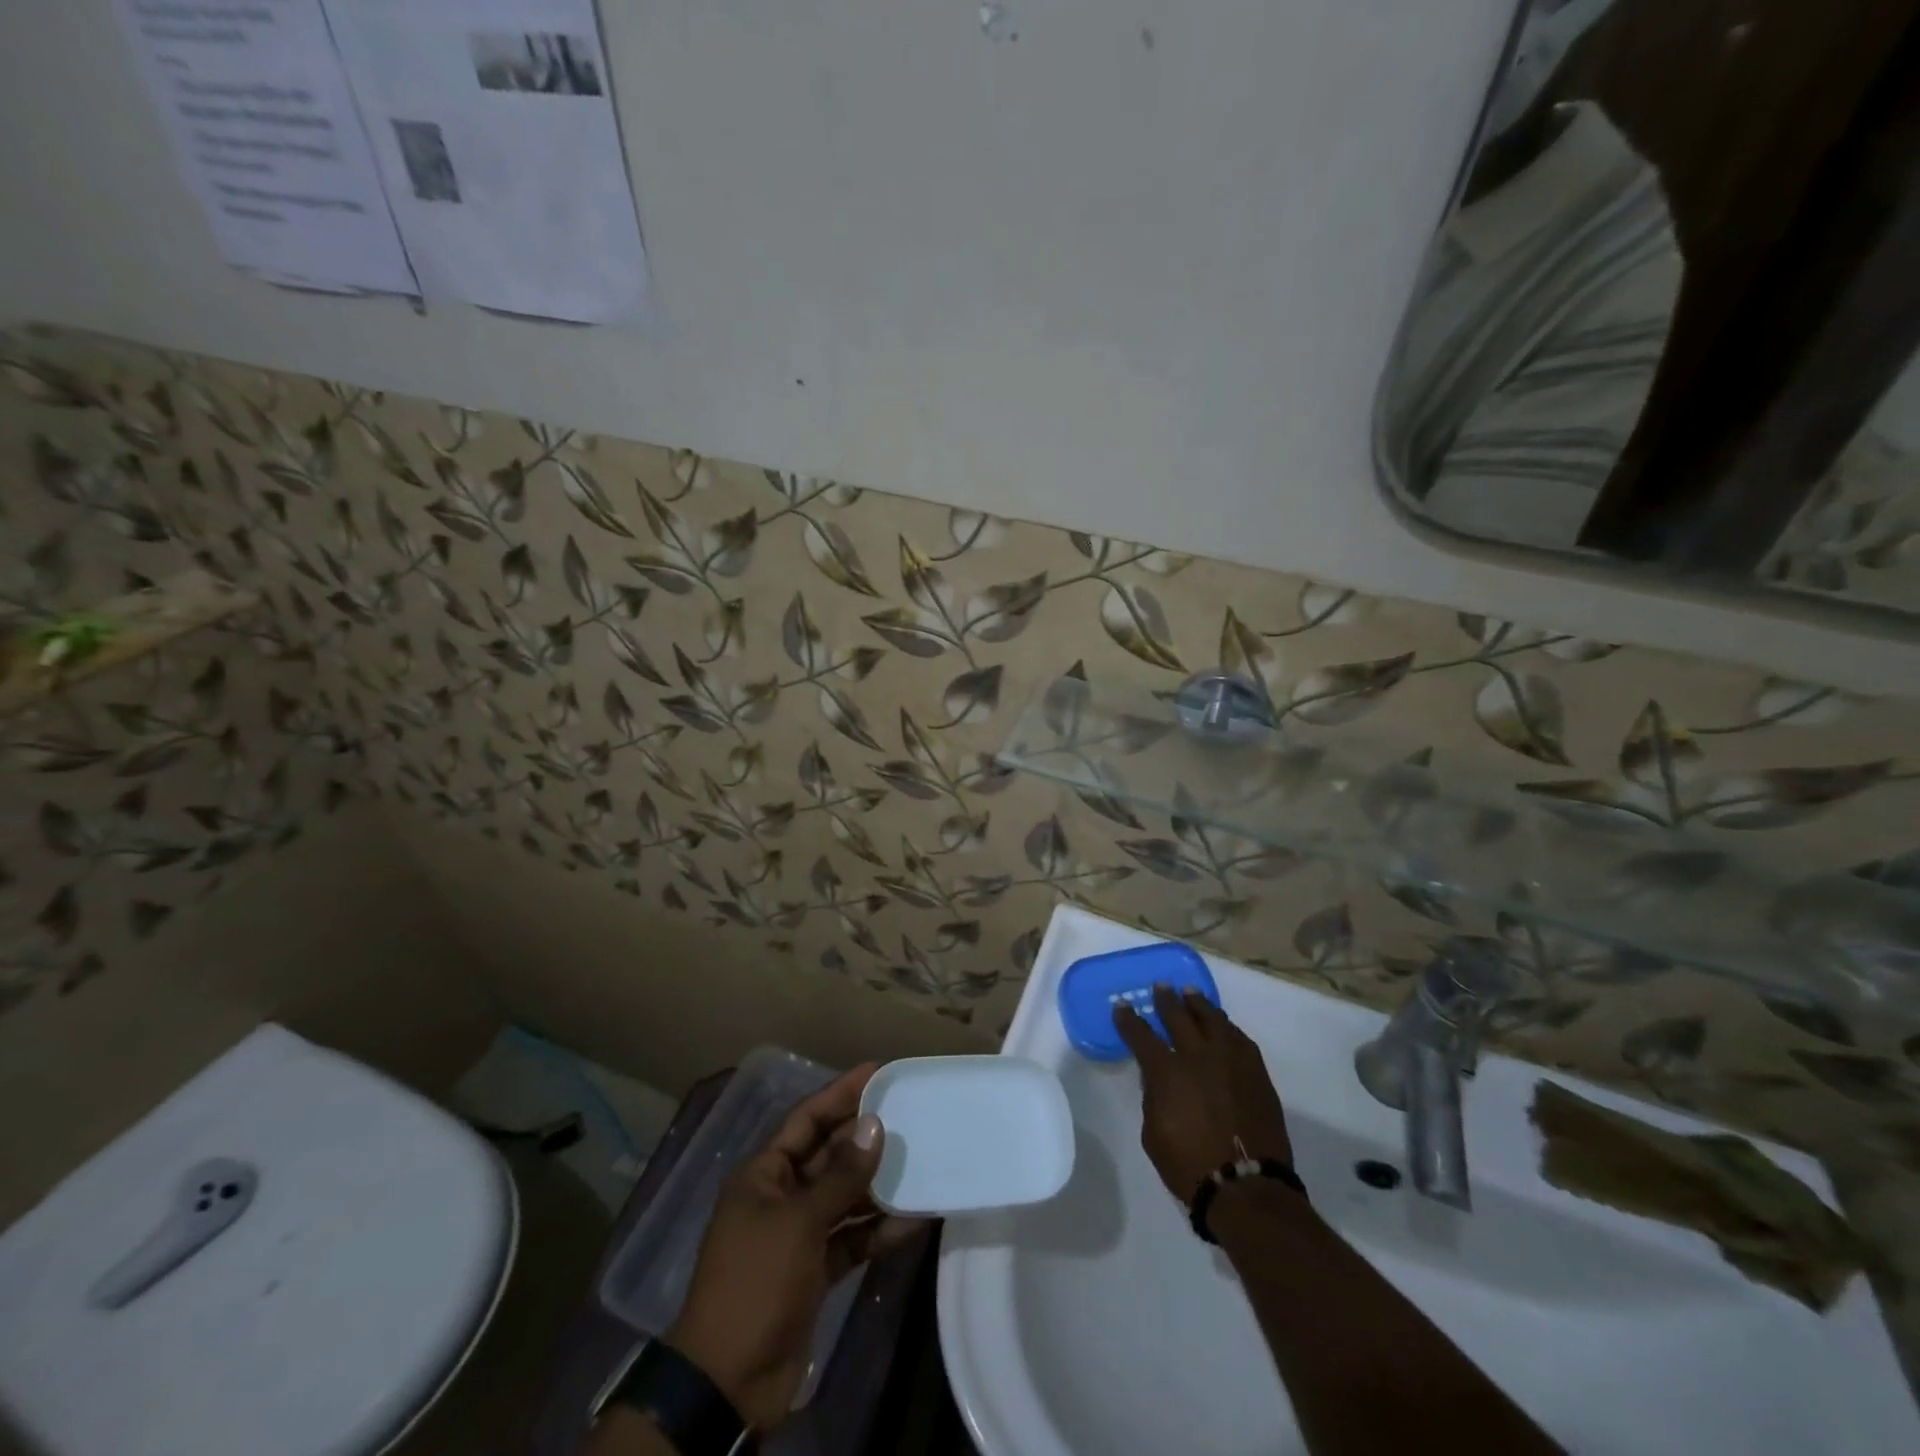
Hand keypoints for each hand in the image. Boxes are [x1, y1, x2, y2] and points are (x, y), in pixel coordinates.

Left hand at [667, 1065, 924, 1429]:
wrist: (727, 1383)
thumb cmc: (756, 1282)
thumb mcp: (798, 1222)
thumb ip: (840, 1176)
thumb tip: (874, 1126)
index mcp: (763, 1174)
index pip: (806, 1119)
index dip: (840, 1093)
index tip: (877, 1072)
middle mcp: (780, 1196)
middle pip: (828, 1155)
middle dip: (864, 1138)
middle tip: (909, 1115)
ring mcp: (798, 1235)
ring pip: (844, 1197)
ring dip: (877, 1185)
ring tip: (920, 1162)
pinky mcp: (814, 1271)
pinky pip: (851, 1238)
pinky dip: (877, 1231)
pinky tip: (913, 1221)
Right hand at [1114, 986, 1293, 1203]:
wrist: (1247, 1187)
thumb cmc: (1190, 1166)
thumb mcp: (1153, 1134)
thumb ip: (1153, 1099)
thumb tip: (1158, 1081)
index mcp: (1167, 1072)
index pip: (1141, 1035)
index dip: (1129, 1019)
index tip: (1122, 1006)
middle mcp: (1197, 1056)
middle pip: (1178, 1017)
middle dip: (1166, 1000)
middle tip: (1160, 987)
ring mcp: (1230, 1061)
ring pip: (1212, 1020)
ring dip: (1198, 1004)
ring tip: (1190, 993)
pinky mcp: (1256, 1072)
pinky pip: (1239, 1038)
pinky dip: (1226, 1027)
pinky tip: (1222, 1024)